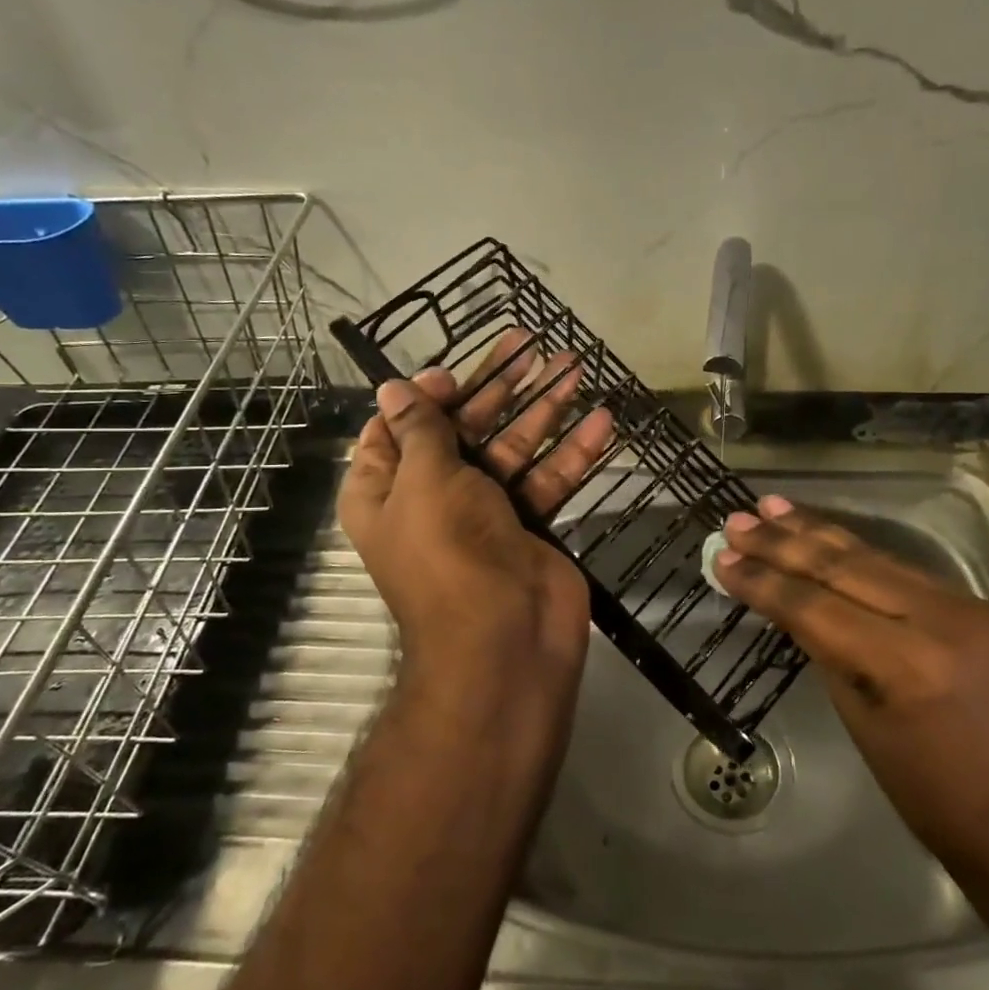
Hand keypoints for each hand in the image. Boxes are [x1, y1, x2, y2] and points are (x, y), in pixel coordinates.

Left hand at [339, 332, 615, 735]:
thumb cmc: (449, 551)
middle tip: (532, 347)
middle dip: (498, 388)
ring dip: (544, 410)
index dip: (424, 396)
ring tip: (575, 365)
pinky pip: (548, 480)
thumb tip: (392, 386)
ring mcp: (485, 513)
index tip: (455, 373)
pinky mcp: (530, 526)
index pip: (397, 428)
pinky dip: (573, 453)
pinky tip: (602, 421)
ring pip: (513, 449)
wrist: (504, 642)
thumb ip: (420, 429)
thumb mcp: (425, 479)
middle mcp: (432, 498)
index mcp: (387, 489)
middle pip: (464, 430)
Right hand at [713, 496, 988, 895]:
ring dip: (818, 532)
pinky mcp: (978, 606)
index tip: (722, 558)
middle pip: (844, 567)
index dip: (763, 581)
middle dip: (783, 543)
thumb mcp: (862, 724)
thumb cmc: (932, 795)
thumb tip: (794, 607)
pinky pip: (904, 572)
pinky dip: (858, 553)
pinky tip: (827, 537)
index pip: (816, 606)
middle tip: (737, 521)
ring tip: (772, 507)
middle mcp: (939, 619)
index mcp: (905, 663)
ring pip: (875, 557)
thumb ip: (829, 653)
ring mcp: (966, 606)